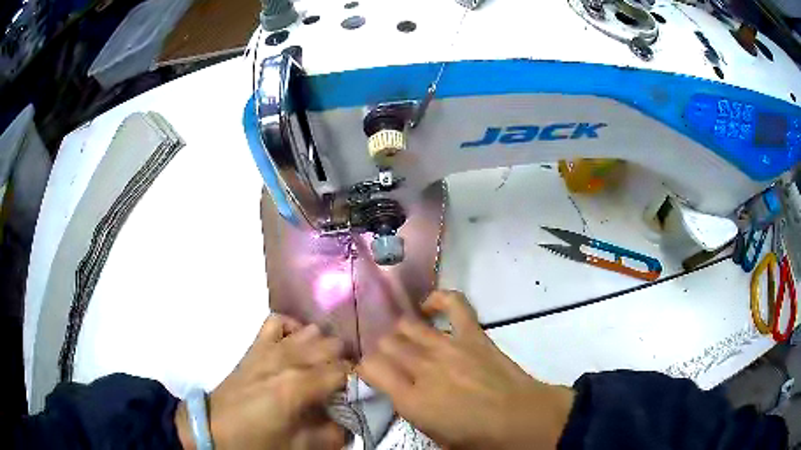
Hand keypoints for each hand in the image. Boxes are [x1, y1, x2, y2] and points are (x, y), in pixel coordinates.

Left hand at [175, 315, 349, 449]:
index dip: (360, 379)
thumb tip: (351, 419)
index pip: (346, 370)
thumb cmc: (258, 441)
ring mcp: (270, 347)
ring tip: (326, 367)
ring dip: (325, 347)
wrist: (214, 428)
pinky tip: (297, 343)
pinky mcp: (256, 346)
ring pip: (311, 331)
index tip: (364, 391)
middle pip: (333, 345)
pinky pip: (278, 321)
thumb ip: (333, 433)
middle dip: (346, 362)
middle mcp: (288, 358)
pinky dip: (293, 328)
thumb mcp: (301, 446)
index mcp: (300, 384)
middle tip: (346, 384)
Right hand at [357, 290, 574, 449]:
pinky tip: (431, 307)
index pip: (369, 367)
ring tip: (409, 341)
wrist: (521, 420)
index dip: (365, 367)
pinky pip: (454, 304)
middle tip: (392, 360)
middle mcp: (422, 368)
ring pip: (408, 325)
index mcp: (410, 398)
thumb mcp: (433, 436)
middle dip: (383, 350)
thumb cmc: (477, 438)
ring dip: (402, 332)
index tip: (373, 373)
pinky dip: (439, 300)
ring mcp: (448, 347)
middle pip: (386, 343)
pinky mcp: (473, 335)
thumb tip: (403, 392)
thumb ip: (411, 410)